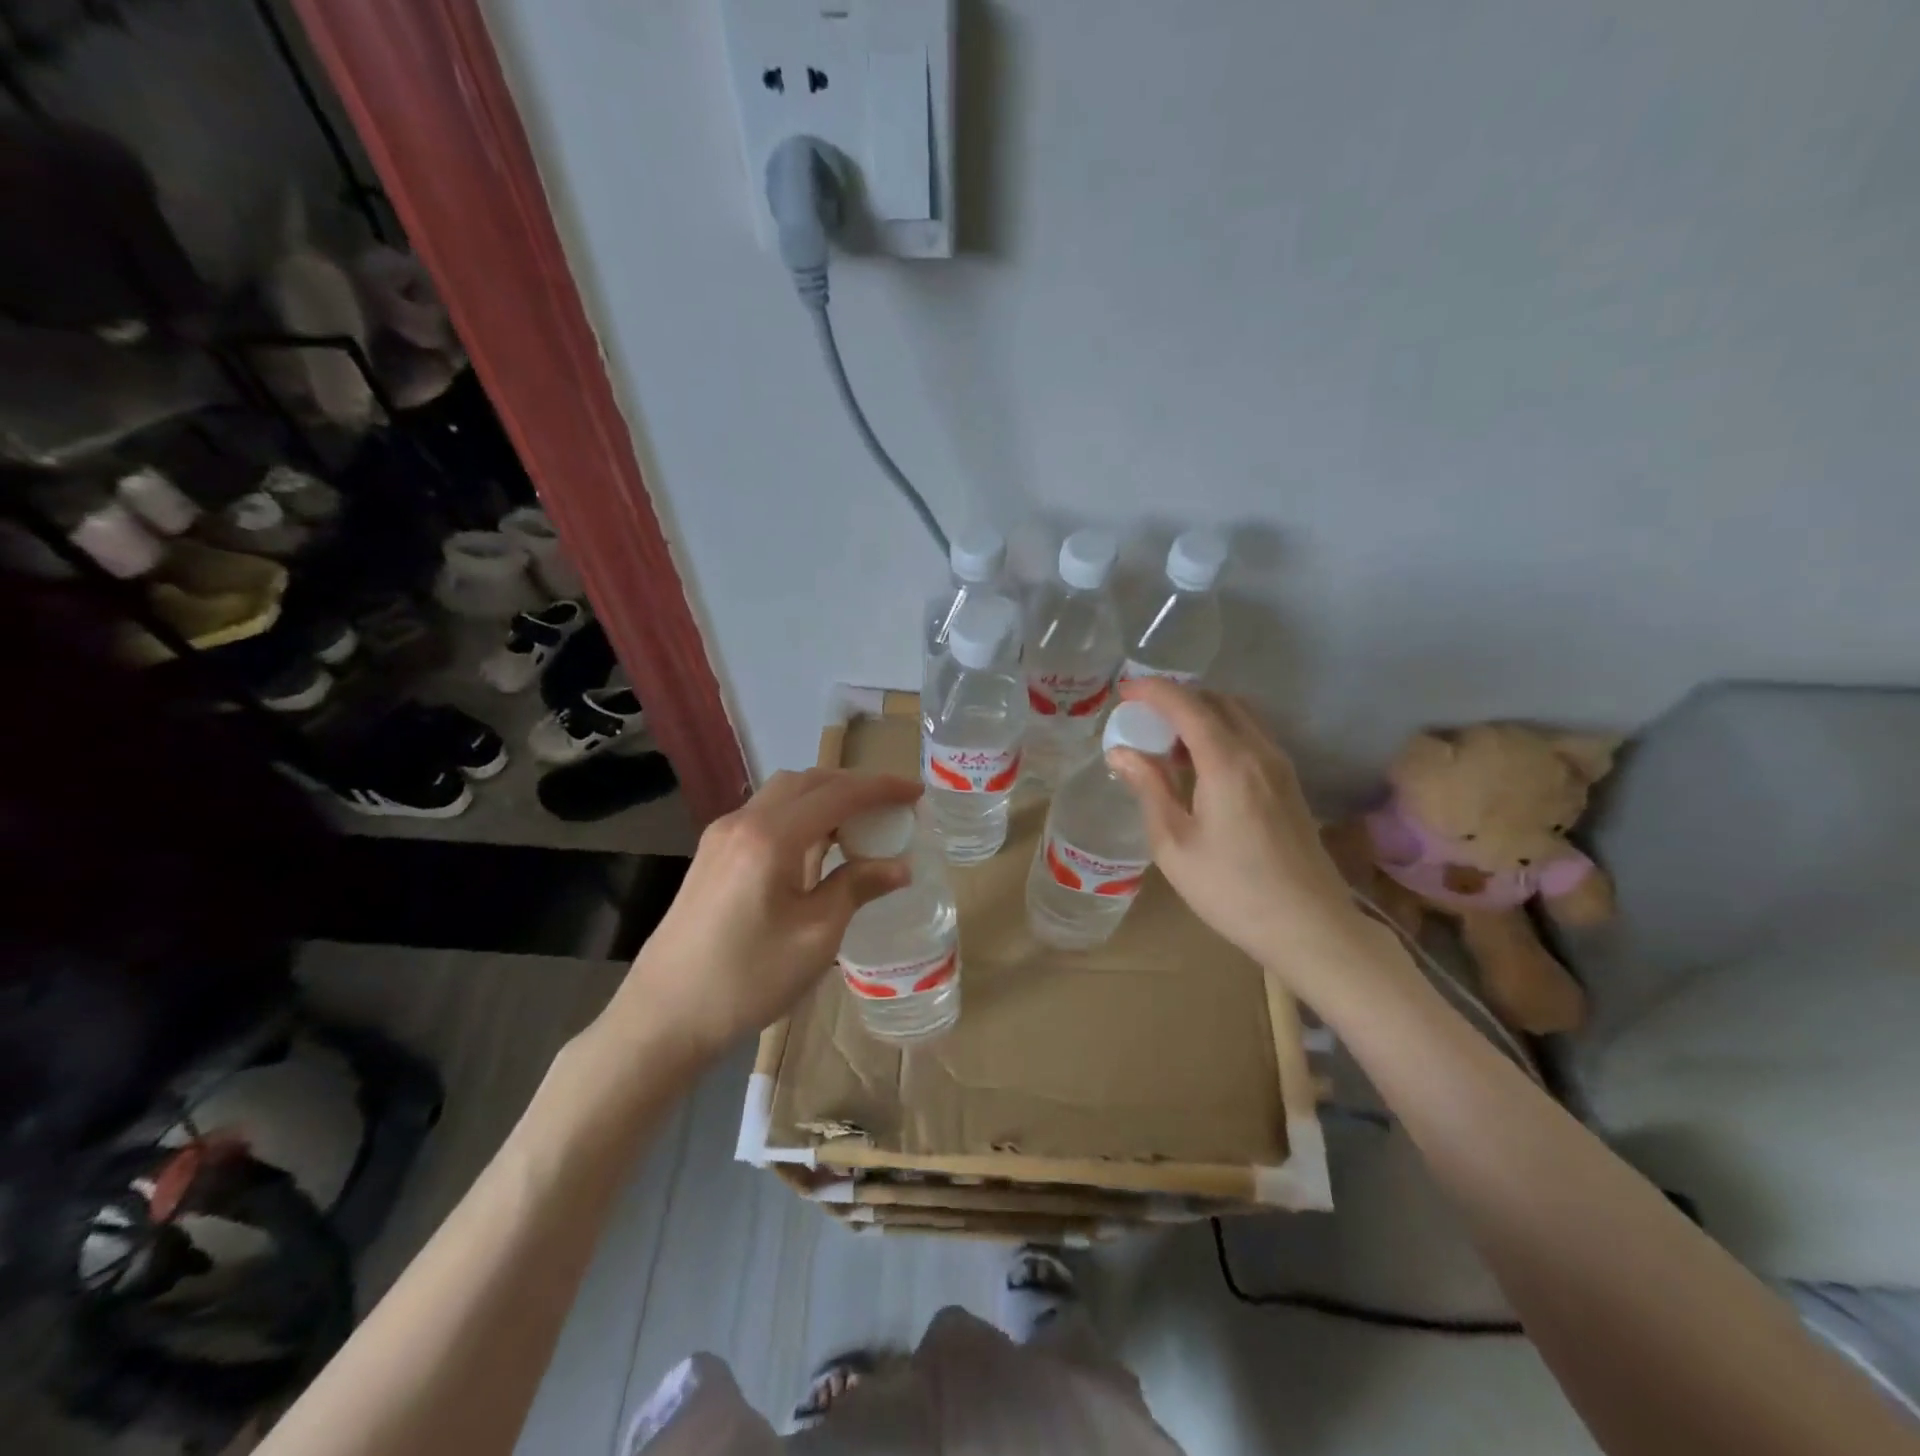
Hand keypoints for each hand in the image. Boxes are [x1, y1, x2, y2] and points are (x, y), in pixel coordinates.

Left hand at [609, 768, 921, 1055]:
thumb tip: (899, 866)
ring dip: (824, 798)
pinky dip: (800, 816)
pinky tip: (816, 846)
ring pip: (783, 795)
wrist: (663, 1017)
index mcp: (770, 837)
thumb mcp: (816, 937)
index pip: (837, 793)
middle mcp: (742, 822)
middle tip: (890, 807)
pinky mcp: (711, 854)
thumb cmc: (747, 979)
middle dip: (853, 786)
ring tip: (859, 823)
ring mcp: (721, 836)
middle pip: (807, 781)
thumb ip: (857, 888)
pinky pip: (765, 815)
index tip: (916, 793)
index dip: (881, 789)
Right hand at [1107, 680, 1365, 980]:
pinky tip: (1199, 764)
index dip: (1153, 690)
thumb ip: (1149, 789)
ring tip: (1166, 739)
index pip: (1187, 705)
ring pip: (1239, 716)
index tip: (1124, 690)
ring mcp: (1280, 766)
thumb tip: (1121, 752)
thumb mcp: (1174, 844)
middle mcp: (1259, 752)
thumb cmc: (1232, 890)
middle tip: (1142, 715)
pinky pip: (1251, 736)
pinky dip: (1221, 732)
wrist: (1310, 927)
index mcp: (1228, 762)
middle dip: (1177, 697)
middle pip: (1217, 701)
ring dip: (1201, 714)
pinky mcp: (1289, 784)